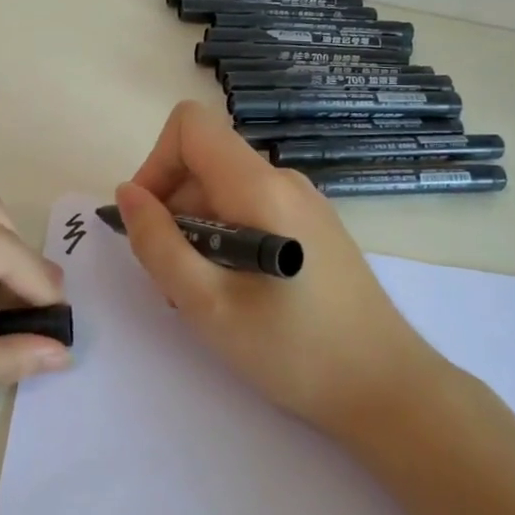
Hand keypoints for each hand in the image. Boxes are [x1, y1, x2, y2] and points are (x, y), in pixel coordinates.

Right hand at [116, 101, 442, 437]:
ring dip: (197, 233)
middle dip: (173, 211)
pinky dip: (225, 241)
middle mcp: (283, 180)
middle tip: (177, 281)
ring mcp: (303, 203)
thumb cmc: (294, 350)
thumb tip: (127, 194)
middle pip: (203, 163)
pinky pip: (250, 211)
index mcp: (259, 187)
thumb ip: (158, 243)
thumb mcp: (206, 304)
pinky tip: (237, 294)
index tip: (151, 221)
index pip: (190, 124)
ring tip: (207, 296)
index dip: (156, 163)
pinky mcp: (313, 228)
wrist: (388, 390)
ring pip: (223, 192)